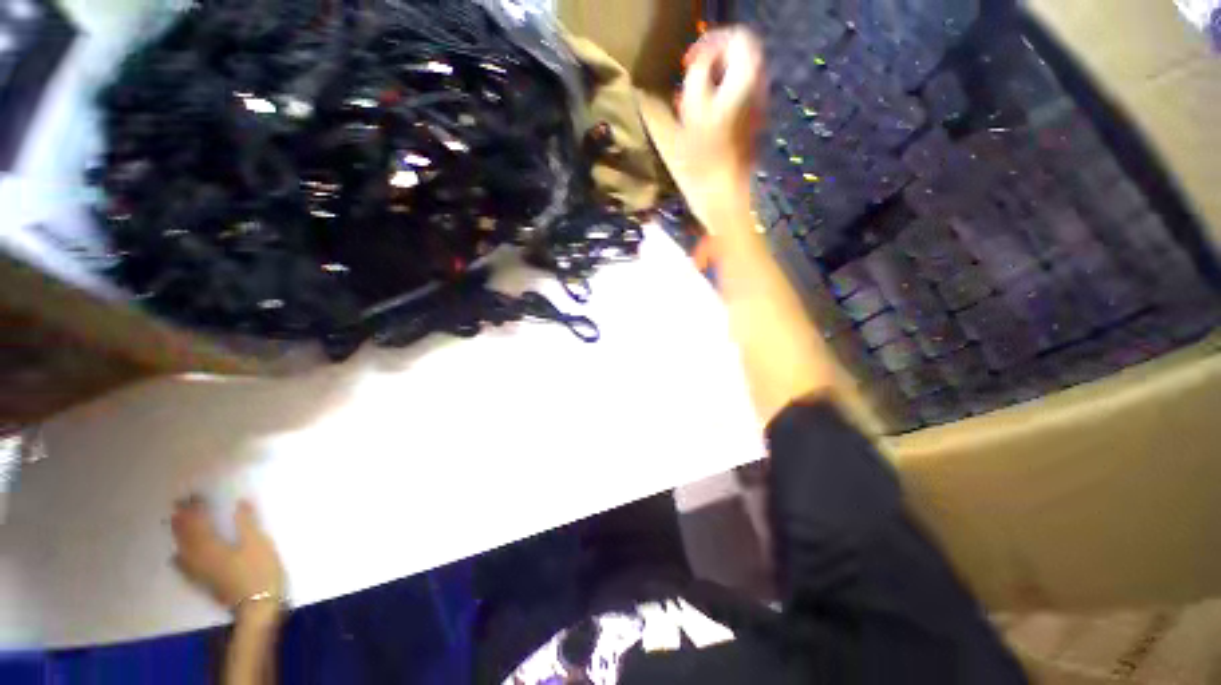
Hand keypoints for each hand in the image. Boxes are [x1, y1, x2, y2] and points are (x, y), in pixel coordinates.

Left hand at [171, 497, 284, 619]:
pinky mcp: (204, 582)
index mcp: (213, 546)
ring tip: (175, 522)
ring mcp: (200, 572)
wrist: (256, 607)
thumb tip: (239, 503)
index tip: (194, 494)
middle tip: (179, 503)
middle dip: (183, 519)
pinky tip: (176, 556)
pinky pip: (184, 566)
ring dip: (178, 534)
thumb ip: (247, 523)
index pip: (200, 523)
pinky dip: (179, 557)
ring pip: (183, 549)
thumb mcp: (258, 544)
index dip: (196, 508)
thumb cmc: (259, 572)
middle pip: (187, 535)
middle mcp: (200, 557)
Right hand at [676, 27, 765, 225]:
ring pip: (739, 78)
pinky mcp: (751, 128)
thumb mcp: (682, 122)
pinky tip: (702, 120)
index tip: (688, 62)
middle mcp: (755, 90)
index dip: (710, 44)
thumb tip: (681, 72)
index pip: (736, 39)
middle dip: (713, 61)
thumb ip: (681, 88)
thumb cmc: (701, 163)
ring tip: (692, 101)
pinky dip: (720, 99)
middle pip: (741, 56)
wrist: (723, 198)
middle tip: (690, 79)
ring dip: (715, 82)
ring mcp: (756, 110)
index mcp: (742, 82)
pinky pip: (739, 99)